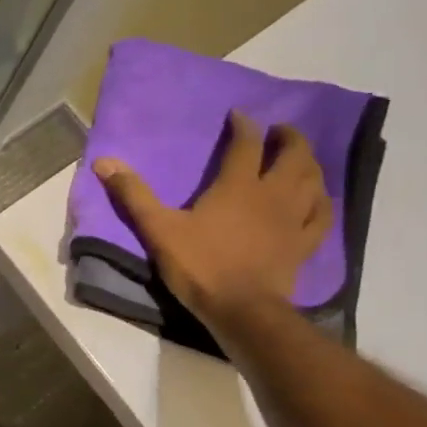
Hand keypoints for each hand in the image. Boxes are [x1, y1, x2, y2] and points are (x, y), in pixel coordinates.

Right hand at [94, 111, 330, 329]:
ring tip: (300, 159)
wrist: (242, 310)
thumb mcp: (159, 230)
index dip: (244, 125)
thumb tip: (104, 162)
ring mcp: (294, 219)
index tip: (239, 115)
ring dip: (309, 163)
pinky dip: (322, 201)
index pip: (246, 143)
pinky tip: (319, 199)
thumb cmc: (200, 266)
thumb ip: (134, 195)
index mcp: (238, 185)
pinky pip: (322, 215)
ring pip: (313, 180)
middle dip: (288, 137)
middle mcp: (273, 194)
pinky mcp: (304, 244)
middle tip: (280, 131)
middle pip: (294, 154)